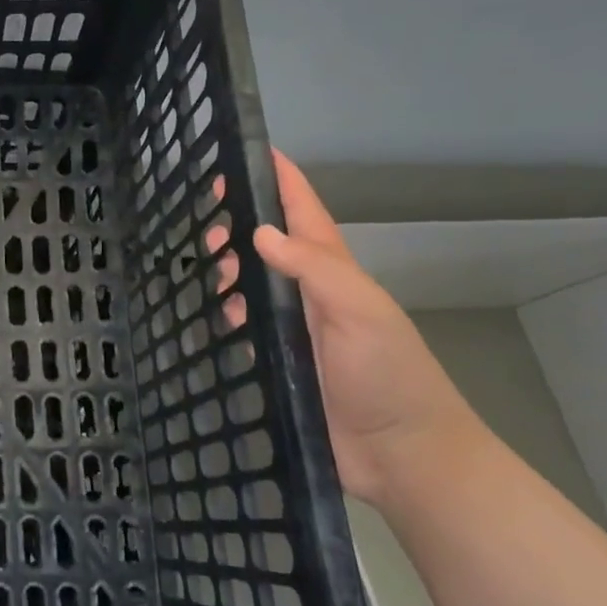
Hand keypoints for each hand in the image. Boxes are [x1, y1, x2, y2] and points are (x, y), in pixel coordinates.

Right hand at [211, 151, 480, 508]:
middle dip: (240, 224)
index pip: (304, 213)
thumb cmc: (388, 376)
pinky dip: (225, 315)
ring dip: (228, 270)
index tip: (251, 149)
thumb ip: (314, 268)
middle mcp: (310, 295)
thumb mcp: (360, 311)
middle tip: (204, 224)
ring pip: (252, 285)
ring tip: (204, 269)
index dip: (281, 179)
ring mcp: (294, 330)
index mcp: (334, 273)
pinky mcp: (278, 363)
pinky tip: (209, 315)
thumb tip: (260, 231)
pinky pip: (244, 328)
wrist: (402, 456)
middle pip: (269, 245)